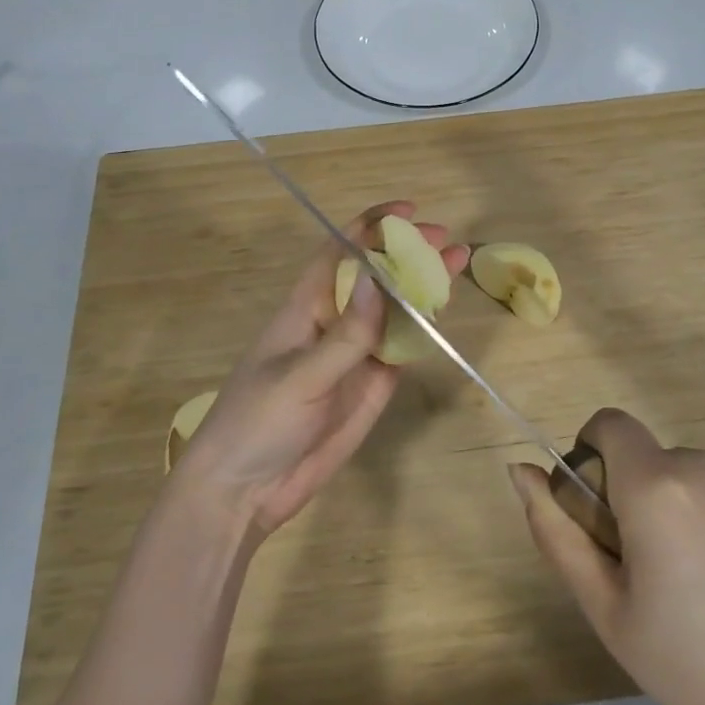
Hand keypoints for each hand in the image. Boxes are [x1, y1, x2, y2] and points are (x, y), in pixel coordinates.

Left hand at [171, 201, 467, 539]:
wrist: (246, 492)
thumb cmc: (257, 422)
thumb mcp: (299, 376)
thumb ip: (346, 334)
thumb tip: (377, 277)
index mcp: (306, 308)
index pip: (339, 254)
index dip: (370, 228)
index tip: (407, 212)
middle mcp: (334, 323)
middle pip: (376, 278)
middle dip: (409, 254)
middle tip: (447, 240)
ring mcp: (355, 355)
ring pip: (395, 310)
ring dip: (424, 287)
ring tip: (458, 264)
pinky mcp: (371, 385)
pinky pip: (402, 347)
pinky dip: (424, 329)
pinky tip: (444, 312)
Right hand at [510, 409, 704, 704]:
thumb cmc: (692, 665)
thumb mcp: (605, 606)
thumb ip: (556, 531)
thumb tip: (519, 471)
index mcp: (656, 483)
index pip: (607, 424)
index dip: (588, 456)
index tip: (594, 517)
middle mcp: (700, 464)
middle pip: (637, 456)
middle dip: (621, 495)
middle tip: (635, 574)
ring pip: (672, 476)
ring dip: (659, 510)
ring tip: (680, 589)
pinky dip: (695, 519)